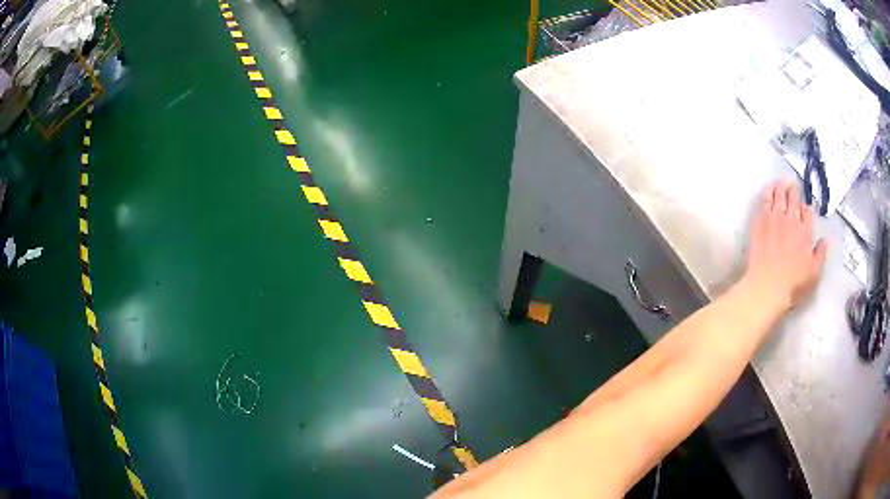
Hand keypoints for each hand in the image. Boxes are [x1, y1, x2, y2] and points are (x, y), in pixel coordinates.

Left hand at [744, 181, 826, 311]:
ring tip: (781, 183)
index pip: (807, 211)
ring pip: (778, 194)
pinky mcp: (759, 222)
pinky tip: (768, 189)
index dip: (806, 206)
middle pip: (793, 197)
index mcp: (805, 231)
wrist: (766, 287)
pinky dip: (767, 192)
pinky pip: (764, 201)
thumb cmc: (792, 285)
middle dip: (794, 190)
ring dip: (780, 186)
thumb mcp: (813, 274)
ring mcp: (774, 219)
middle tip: (793, 185)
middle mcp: (790, 220)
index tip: (805, 205)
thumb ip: (821, 254)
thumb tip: (826, 240)